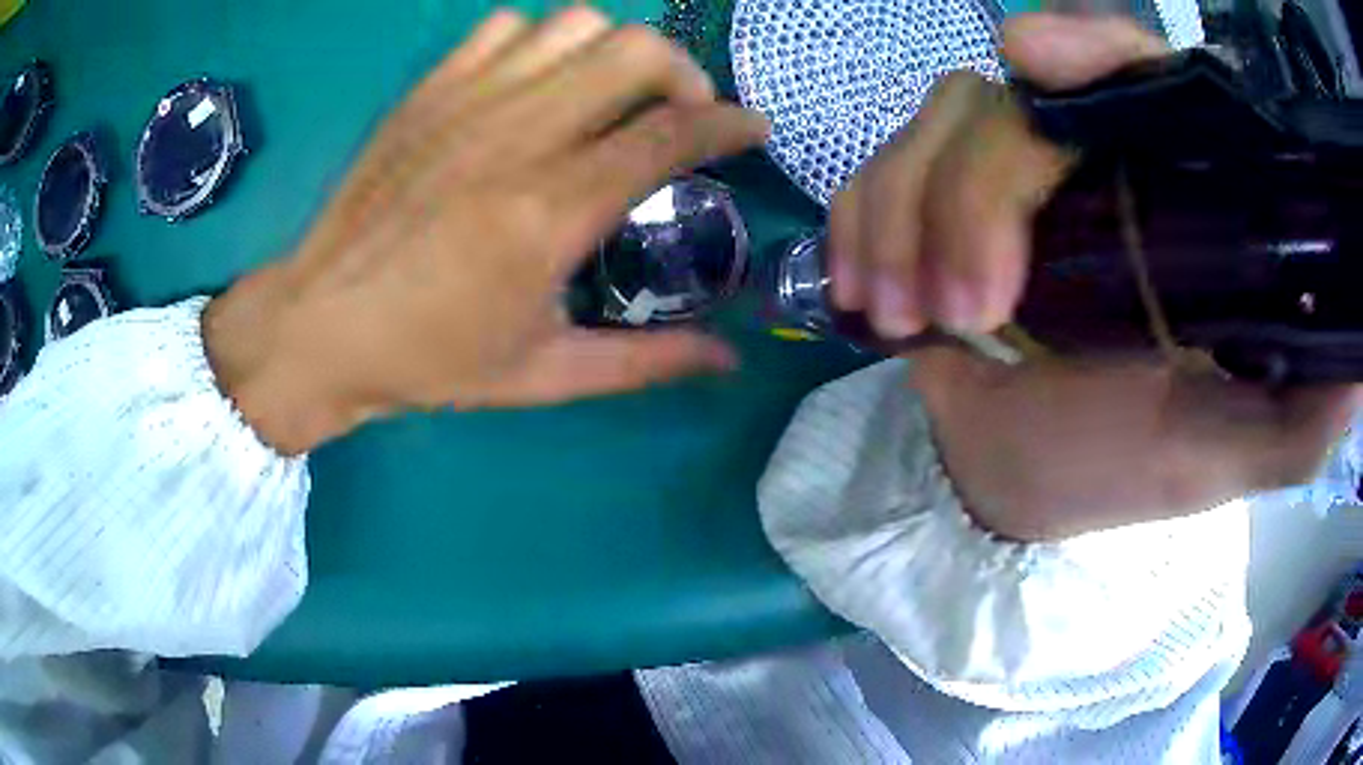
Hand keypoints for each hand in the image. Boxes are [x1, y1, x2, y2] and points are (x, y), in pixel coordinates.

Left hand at [203, 8, 769, 454]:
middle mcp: (518, 135)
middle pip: (636, 51)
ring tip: (612, 94)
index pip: (672, 134)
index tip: (752, 130)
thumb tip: (730, 356)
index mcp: (551, 211)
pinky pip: (506, 28)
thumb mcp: (544, 375)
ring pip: (576, 24)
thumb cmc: (429, 358)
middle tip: (679, 114)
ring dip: (614, 52)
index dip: (731, 124)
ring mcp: (467, 101)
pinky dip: (542, 43)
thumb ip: (646, 361)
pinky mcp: (429, 90)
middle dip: (683, 74)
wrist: (321, 325)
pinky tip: (537, 84)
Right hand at [833, 14, 1358, 538]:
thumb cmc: (1131, 467)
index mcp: (1169, 202)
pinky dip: (859, 225)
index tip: (1030, 58)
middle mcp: (1086, 162)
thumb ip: (1303, 414)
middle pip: (1009, 108)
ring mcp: (998, 174)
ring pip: (929, 130)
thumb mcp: (1230, 452)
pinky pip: (875, 174)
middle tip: (967, 315)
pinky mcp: (927, 204)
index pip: (1139, 78)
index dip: (1090, 50)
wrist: (1024, 483)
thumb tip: (1357, 363)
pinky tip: (866, 294)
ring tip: (907, 319)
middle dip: (971, 198)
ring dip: (903, 221)